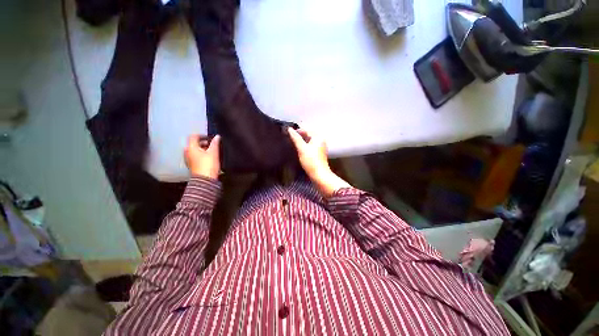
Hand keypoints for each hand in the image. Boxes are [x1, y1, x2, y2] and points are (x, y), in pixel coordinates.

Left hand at [184, 134, 220, 178]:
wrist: (205, 180)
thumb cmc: (208, 164)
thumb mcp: (214, 152)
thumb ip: (215, 143)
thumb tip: (217, 137)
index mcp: (191, 147)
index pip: (193, 136)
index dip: (202, 135)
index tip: (210, 138)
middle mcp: (187, 152)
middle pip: (194, 144)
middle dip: (203, 143)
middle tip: (212, 145)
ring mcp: (188, 159)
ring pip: (195, 151)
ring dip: (202, 149)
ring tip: (212, 152)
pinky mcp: (191, 165)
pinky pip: (195, 157)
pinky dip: (201, 155)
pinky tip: (209, 159)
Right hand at [288, 128, 349, 197]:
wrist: (319, 175)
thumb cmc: (311, 161)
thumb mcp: (301, 148)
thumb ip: (296, 138)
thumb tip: (290, 129)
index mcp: (318, 137)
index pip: (307, 130)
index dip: (298, 131)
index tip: (289, 133)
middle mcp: (321, 141)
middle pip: (309, 135)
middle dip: (300, 136)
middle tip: (291, 138)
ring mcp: (321, 148)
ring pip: (310, 142)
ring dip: (302, 142)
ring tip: (294, 144)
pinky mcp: (319, 154)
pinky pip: (311, 147)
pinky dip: (305, 147)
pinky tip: (300, 151)